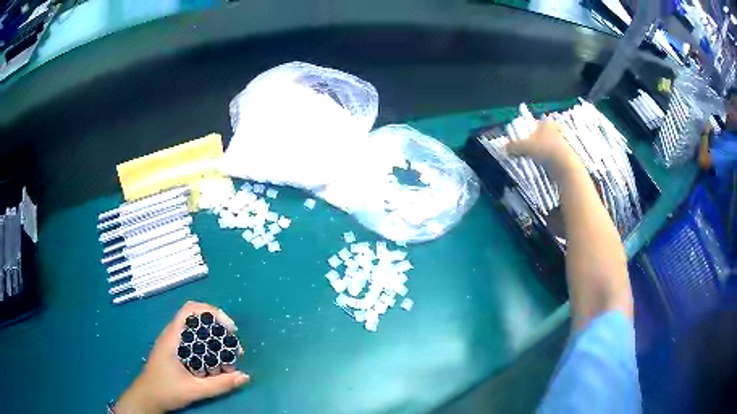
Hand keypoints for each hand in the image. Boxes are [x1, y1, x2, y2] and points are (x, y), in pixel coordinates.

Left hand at [115, 301, 248, 413]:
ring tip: (229, 353)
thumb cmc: (165, 391)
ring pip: (196, 330)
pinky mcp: (174, 350)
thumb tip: (245, 376)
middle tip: (234, 345)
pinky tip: (216, 359)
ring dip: (214, 337)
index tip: (230, 329)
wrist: (147, 398)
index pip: (191, 310)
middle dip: (218, 327)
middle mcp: (172, 334)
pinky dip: (208, 345)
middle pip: (196, 318)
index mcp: (173, 337)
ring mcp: (173, 342)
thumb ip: (220, 385)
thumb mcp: (194, 390)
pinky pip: (194, 340)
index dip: (213, 312)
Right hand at [505, 119, 581, 176]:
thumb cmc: (546, 151)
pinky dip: (552, 159)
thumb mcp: (525, 147)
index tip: (523, 142)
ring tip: (538, 161)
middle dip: (537, 142)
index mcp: (547, 122)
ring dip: (544, 152)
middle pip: (543, 134)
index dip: (527, 132)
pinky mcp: (570, 154)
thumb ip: (514, 146)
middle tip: (529, 152)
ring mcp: (565, 141)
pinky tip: (547, 167)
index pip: (534, 124)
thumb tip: (505, 148)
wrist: (566, 167)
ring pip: (550, 145)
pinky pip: (557, 155)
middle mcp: (557, 128)